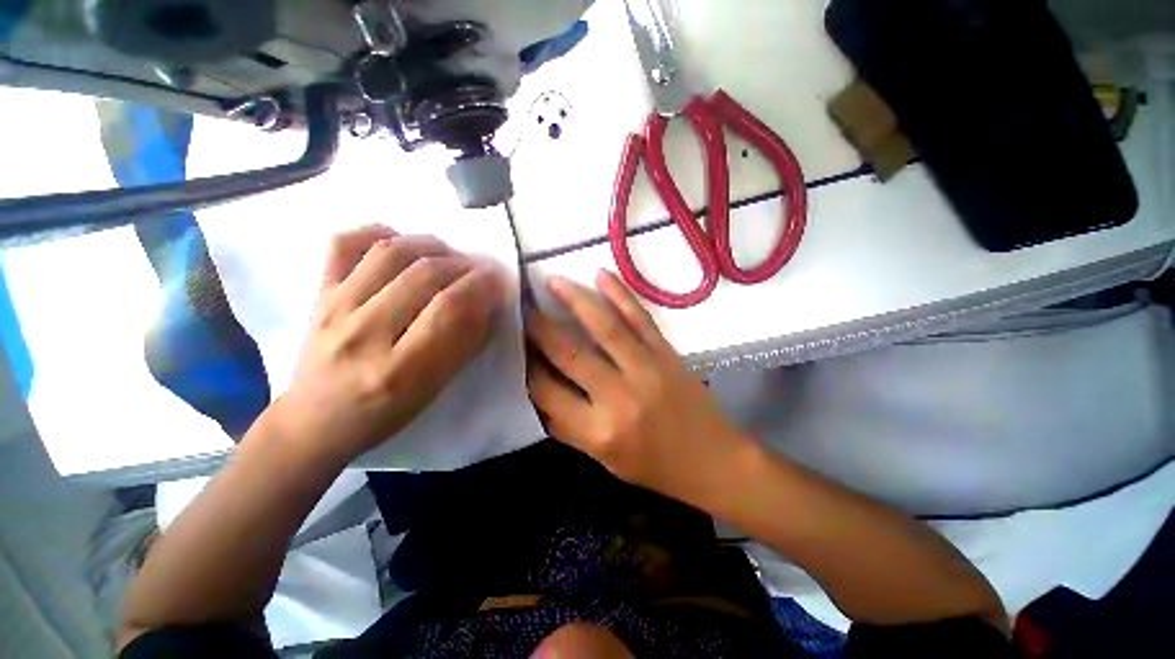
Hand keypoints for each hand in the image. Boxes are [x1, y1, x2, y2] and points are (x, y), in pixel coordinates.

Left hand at [275, 226, 505, 462]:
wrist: (314, 421)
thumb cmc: (384, 414)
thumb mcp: (435, 390)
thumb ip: (466, 344)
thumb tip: (488, 303)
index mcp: (400, 371)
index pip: (451, 310)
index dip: (483, 288)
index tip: (499, 283)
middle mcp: (364, 334)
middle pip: (425, 275)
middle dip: (466, 266)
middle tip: (480, 271)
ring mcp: (334, 309)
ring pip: (391, 252)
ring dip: (432, 246)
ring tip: (449, 256)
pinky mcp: (317, 294)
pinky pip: (344, 245)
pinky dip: (377, 233)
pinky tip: (401, 244)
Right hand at [526, 270, 753, 510]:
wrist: (712, 459)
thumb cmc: (654, 466)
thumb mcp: (602, 460)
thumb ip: (567, 427)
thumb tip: (539, 391)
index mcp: (598, 432)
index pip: (547, 392)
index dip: (528, 367)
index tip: (519, 347)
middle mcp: (618, 397)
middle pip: (569, 354)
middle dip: (540, 328)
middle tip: (524, 307)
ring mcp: (646, 370)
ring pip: (604, 328)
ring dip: (575, 300)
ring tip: (554, 281)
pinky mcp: (666, 353)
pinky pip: (639, 318)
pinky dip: (620, 294)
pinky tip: (601, 276)